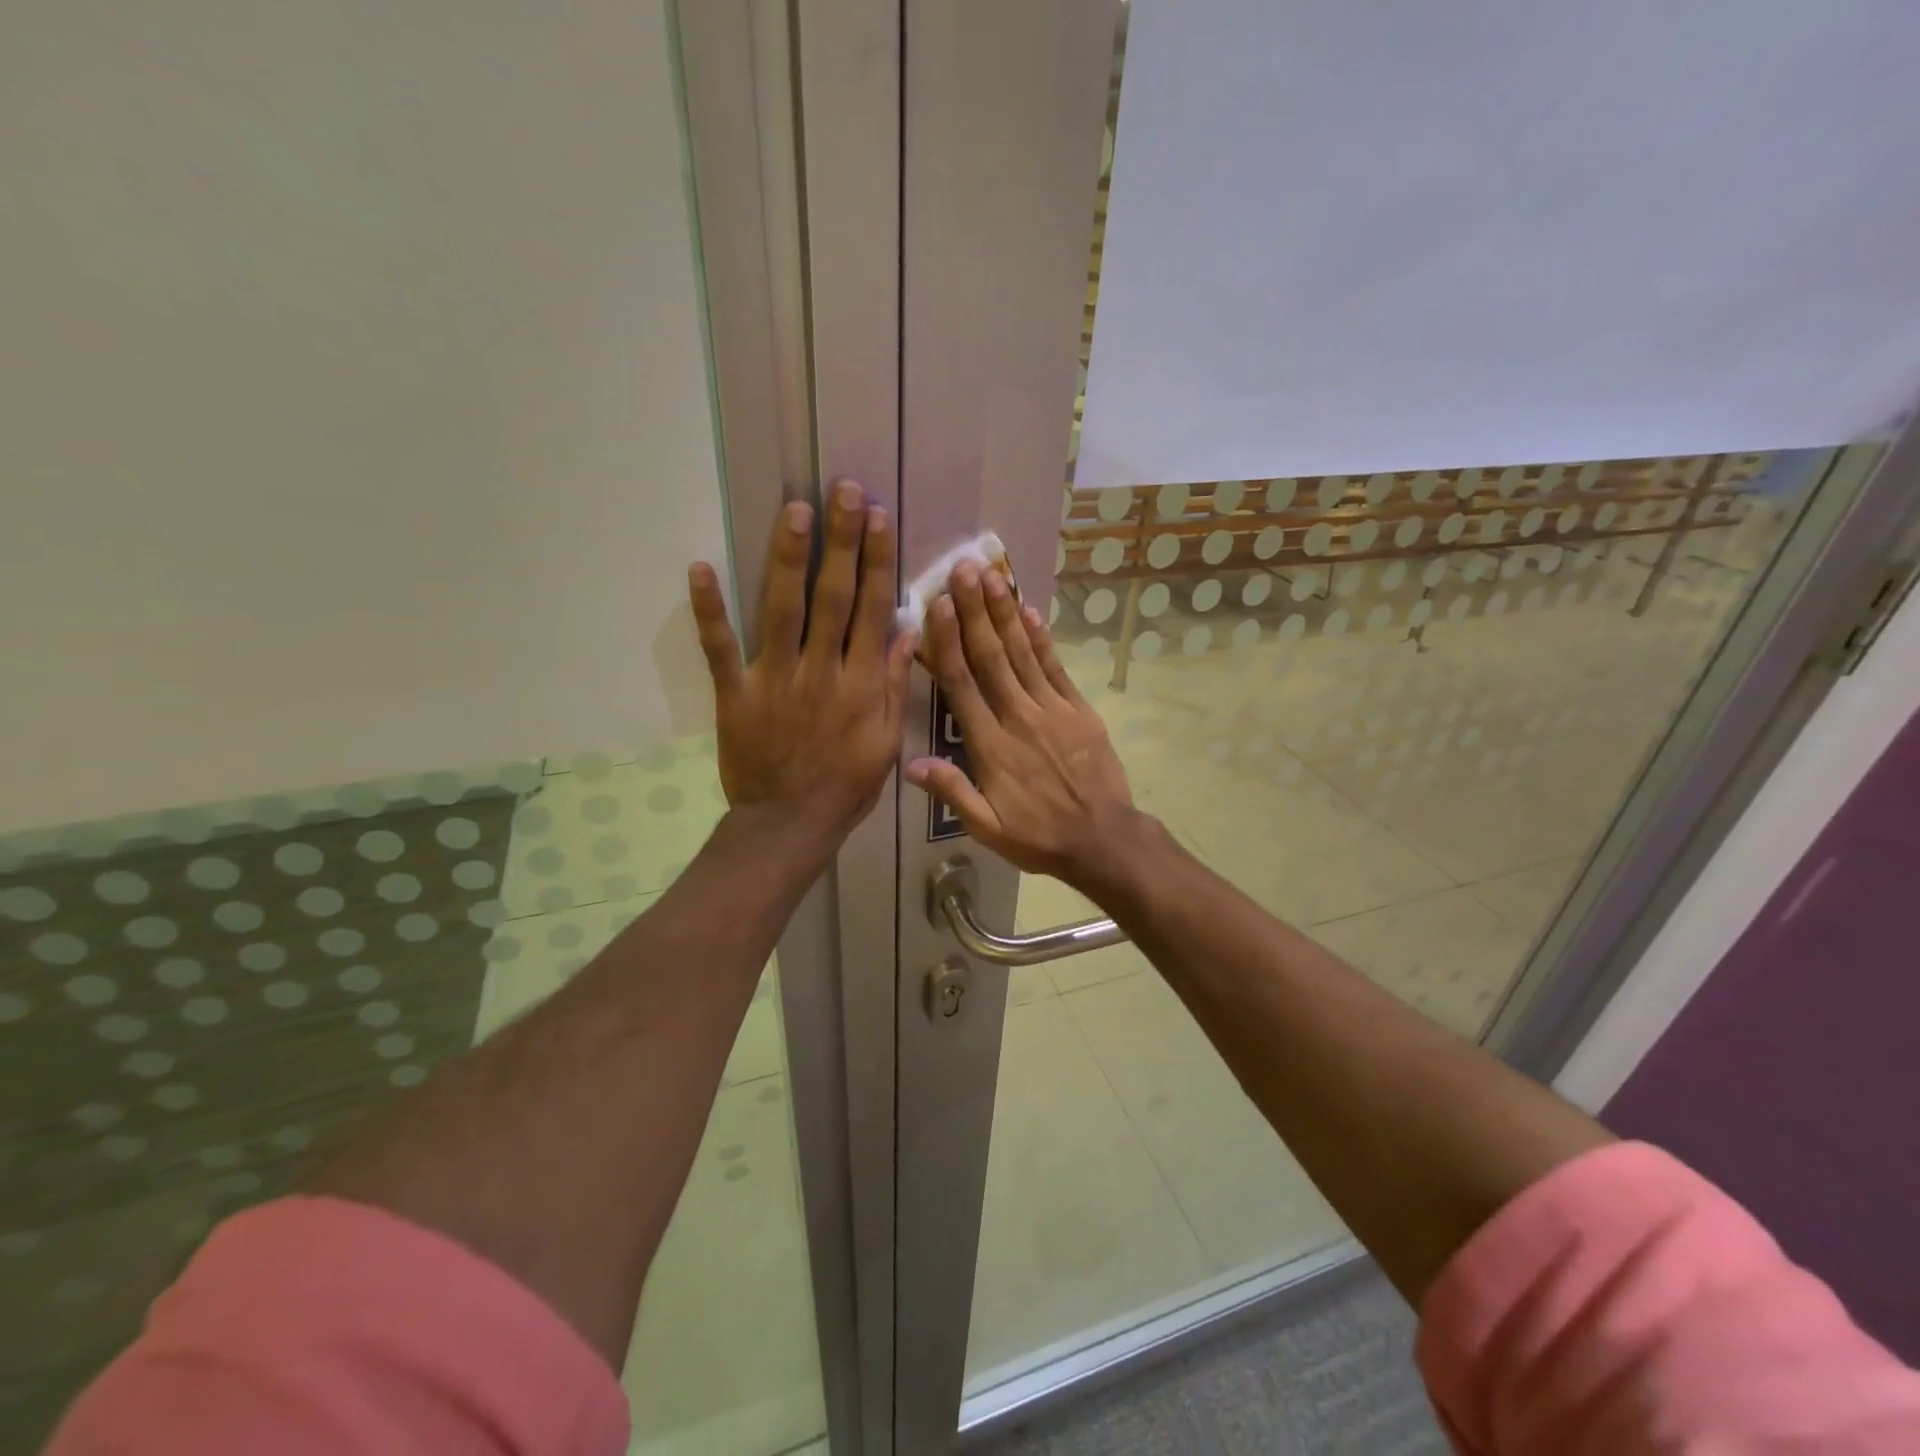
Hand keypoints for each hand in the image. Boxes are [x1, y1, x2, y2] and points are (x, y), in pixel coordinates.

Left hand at [689, 480, 914, 858]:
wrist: (789, 825)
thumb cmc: (845, 786)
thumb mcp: (885, 742)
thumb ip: (891, 684)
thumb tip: (906, 629)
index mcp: (859, 683)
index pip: (870, 610)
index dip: (875, 561)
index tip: (879, 518)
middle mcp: (819, 671)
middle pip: (831, 597)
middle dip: (840, 542)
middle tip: (844, 491)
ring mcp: (773, 679)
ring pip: (782, 610)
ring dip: (788, 558)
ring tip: (796, 510)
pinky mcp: (735, 694)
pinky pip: (720, 648)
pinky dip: (709, 610)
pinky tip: (701, 567)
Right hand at [904, 561, 1145, 888]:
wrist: (1103, 840)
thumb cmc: (1038, 836)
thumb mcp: (987, 829)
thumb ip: (951, 792)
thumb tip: (909, 764)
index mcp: (990, 746)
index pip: (962, 684)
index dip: (948, 642)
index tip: (938, 604)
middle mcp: (1018, 718)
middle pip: (991, 657)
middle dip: (975, 611)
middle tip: (962, 568)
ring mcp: (1052, 710)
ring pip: (1023, 654)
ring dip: (1004, 614)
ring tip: (990, 576)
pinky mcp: (1078, 710)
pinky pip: (1056, 668)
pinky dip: (1042, 638)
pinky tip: (1029, 610)